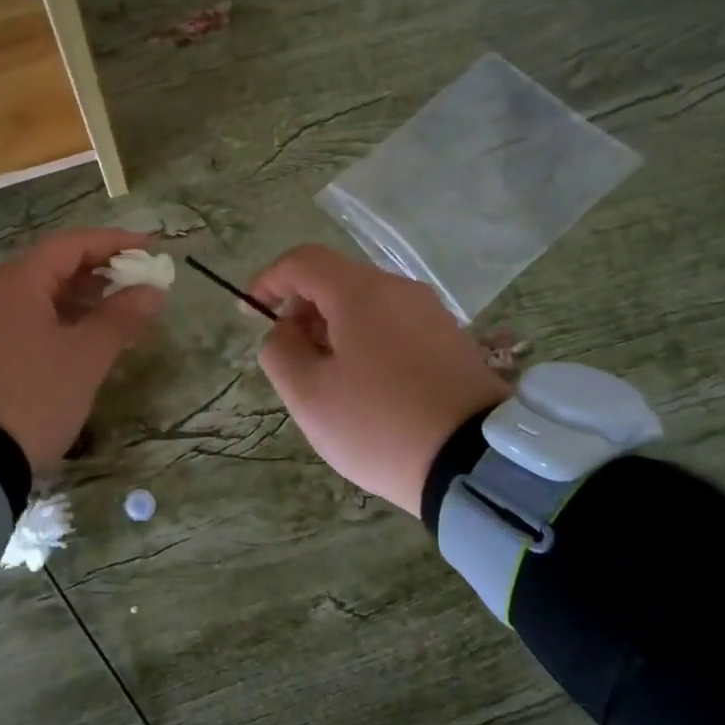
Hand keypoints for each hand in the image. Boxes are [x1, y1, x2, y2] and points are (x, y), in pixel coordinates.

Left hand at [0, 229, 165, 470]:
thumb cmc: (32, 396)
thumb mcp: (84, 358)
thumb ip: (120, 318)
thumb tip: (151, 290)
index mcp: (14, 281)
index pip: (71, 245)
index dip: (114, 243)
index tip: (150, 249)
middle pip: (50, 267)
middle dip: (98, 273)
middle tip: (136, 287)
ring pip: (34, 296)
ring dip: (77, 300)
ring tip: (115, 317)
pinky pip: (19, 319)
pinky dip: (53, 320)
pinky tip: (77, 341)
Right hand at [249, 245, 510, 514]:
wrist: (474, 462)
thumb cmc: (379, 424)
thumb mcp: (309, 394)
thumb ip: (280, 351)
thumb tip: (284, 331)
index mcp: (362, 293)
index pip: (303, 261)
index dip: (268, 280)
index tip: (249, 312)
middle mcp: (400, 290)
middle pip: (336, 281)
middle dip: (301, 310)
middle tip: (290, 357)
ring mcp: (432, 314)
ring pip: (365, 305)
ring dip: (332, 329)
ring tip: (327, 379)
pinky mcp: (451, 341)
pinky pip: (393, 326)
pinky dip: (364, 341)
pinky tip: (365, 386)